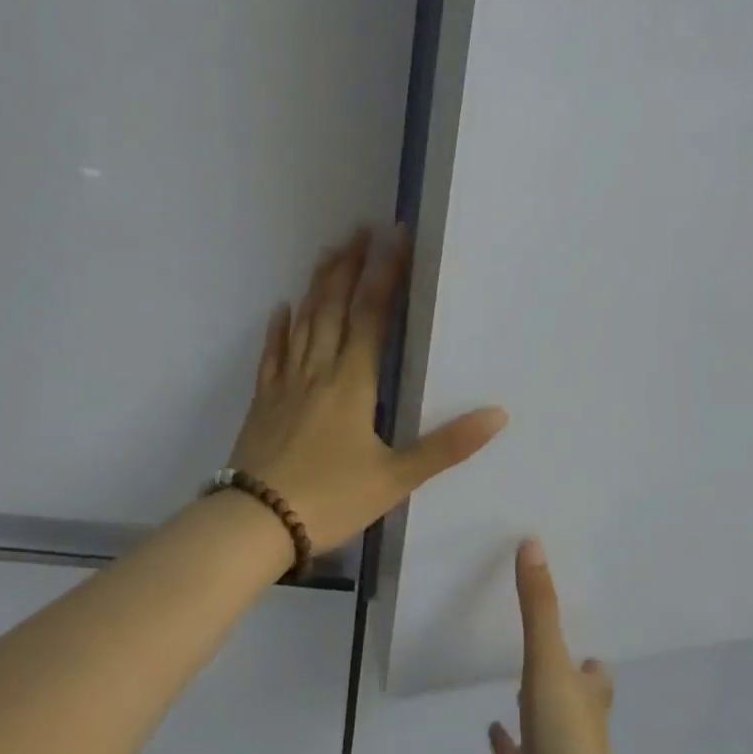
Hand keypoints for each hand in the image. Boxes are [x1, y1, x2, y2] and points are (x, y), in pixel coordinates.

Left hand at [226, 225, 507, 553]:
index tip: (394, 238)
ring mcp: (286, 383)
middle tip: (359, 230)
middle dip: (349, 266)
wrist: (255, 523)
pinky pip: (272, 355)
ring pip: (303, 322)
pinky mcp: (263, 401)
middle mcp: (319, 370)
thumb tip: (498, 415)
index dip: (386, 274)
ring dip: (317, 286)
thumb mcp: (396, 478)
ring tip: (328, 253)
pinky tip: (280, 309)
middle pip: (334, 307)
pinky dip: (278, 329)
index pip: (373, 314)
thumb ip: (447, 445)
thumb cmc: (330, 498)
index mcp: (353, 381)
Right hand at [488, 541, 712, 753]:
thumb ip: (538, 606)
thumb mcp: (550, 663)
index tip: (573, 630)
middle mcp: (573, 724)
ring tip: (512, 676)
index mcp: (586, 696)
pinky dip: (504, 743)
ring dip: (533, 703)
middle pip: (571, 694)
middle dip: (560, 674)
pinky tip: (491, 728)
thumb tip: (532, 542)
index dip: (587, 658)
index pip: (594, 672)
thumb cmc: (566, 742)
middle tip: (538, 642)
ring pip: (542, 722)